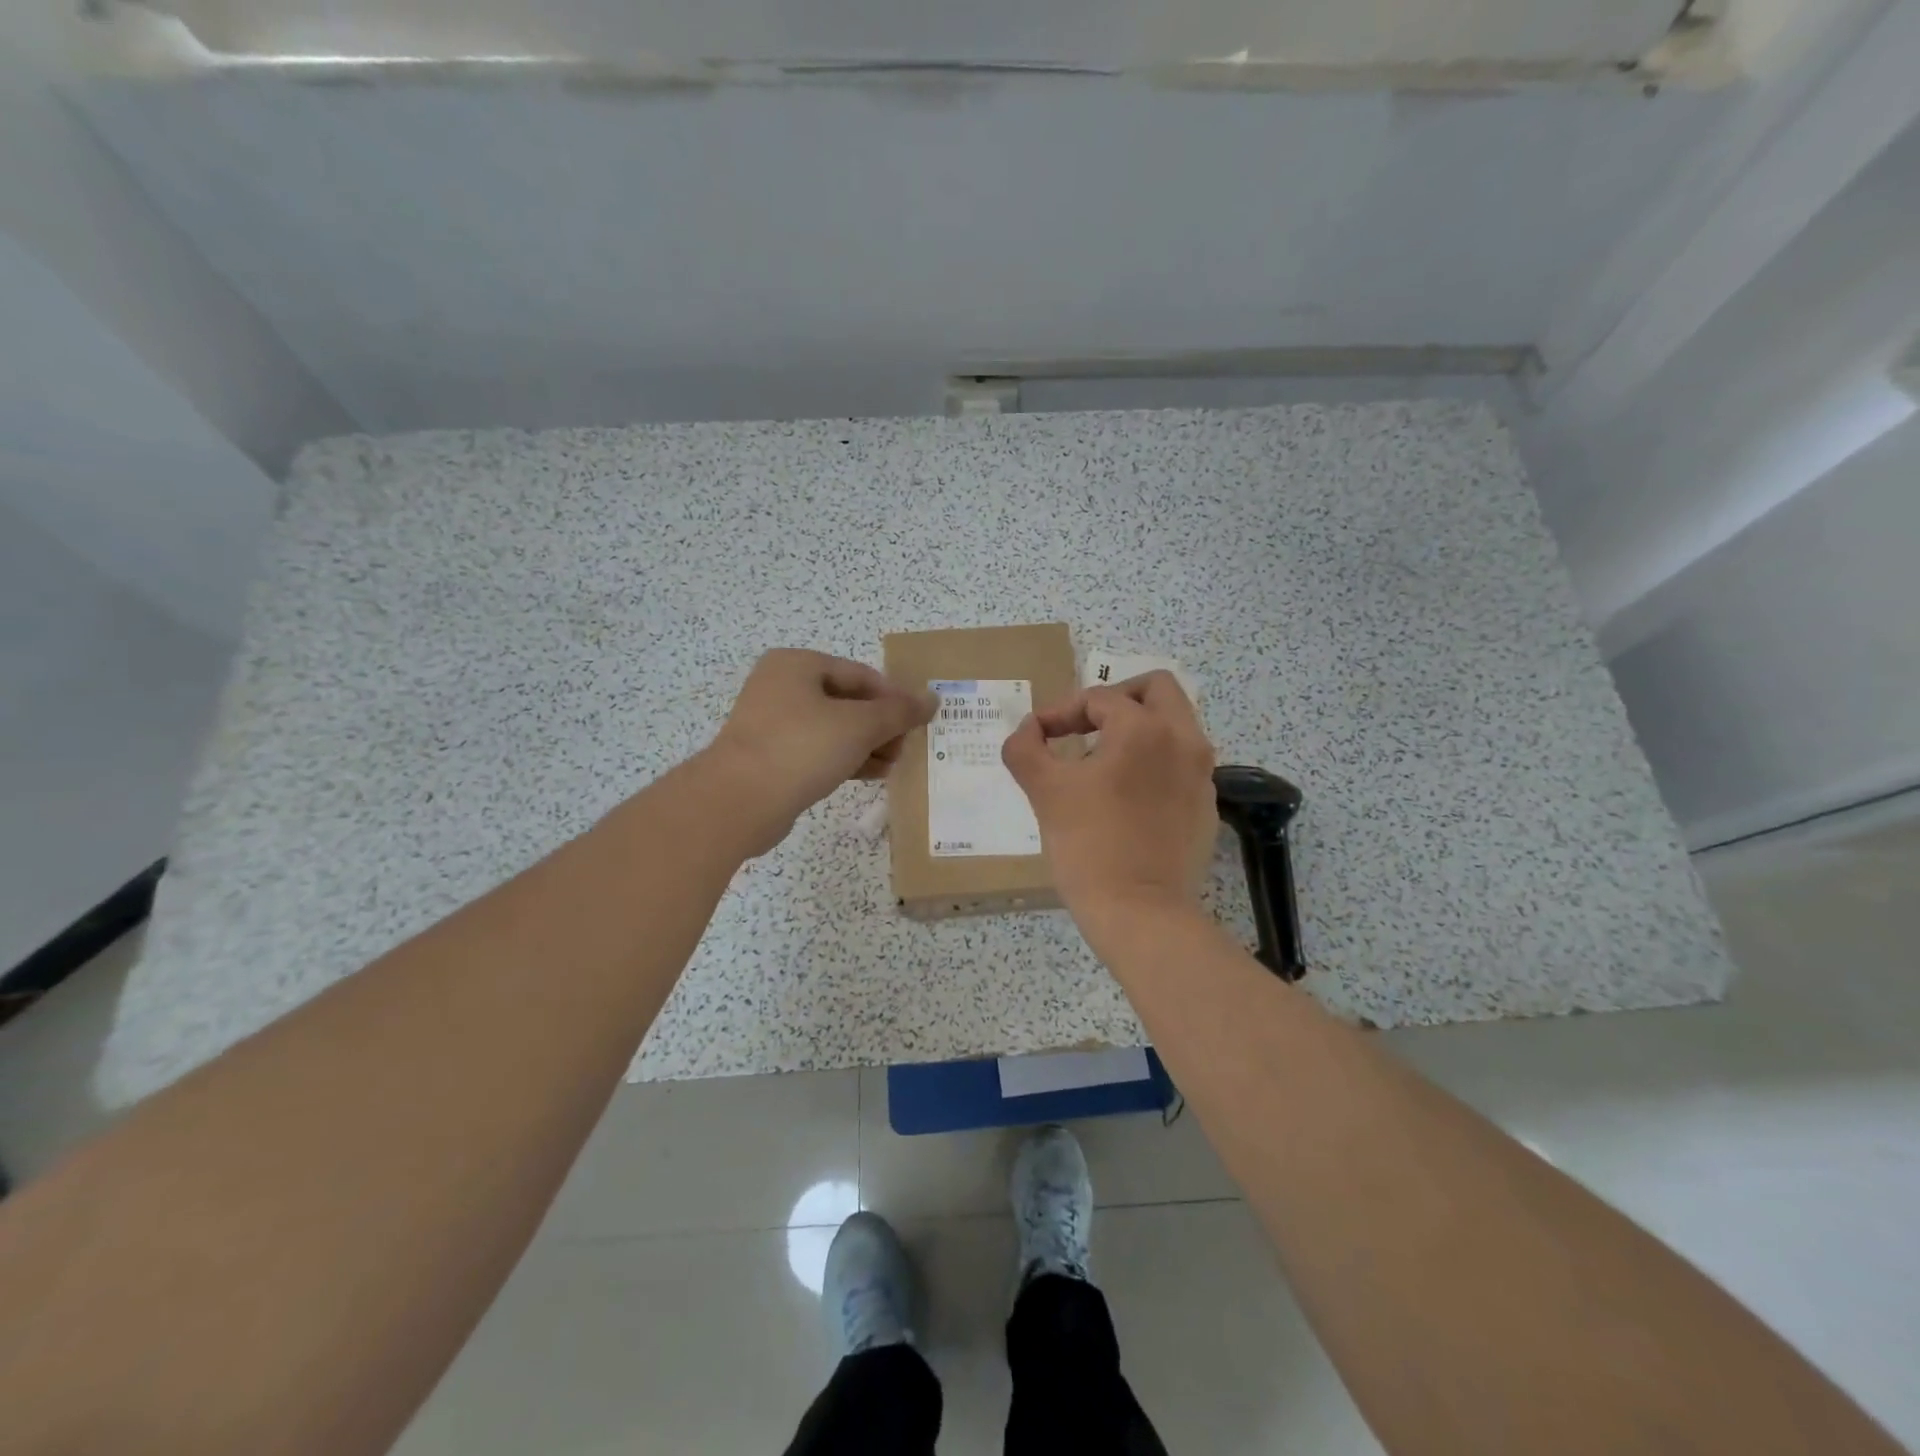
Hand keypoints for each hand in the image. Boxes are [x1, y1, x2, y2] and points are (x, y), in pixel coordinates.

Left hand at [703, 650, 937, 853]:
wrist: (739, 801)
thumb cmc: (801, 748)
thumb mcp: (859, 725)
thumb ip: (898, 711)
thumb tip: (931, 698)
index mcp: (797, 665)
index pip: (860, 674)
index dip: (894, 697)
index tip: (919, 723)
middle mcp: (780, 686)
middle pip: (847, 701)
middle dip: (881, 725)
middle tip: (906, 747)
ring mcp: (771, 723)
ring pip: (833, 728)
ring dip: (867, 745)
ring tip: (893, 765)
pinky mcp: (770, 756)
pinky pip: (816, 751)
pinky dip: (844, 759)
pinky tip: (870, 775)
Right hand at [1001, 671, 1217, 922]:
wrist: (1140, 913)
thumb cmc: (1088, 846)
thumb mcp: (1044, 791)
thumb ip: (1026, 748)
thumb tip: (1029, 730)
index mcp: (1144, 729)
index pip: (1099, 698)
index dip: (1061, 711)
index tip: (1038, 735)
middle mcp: (1183, 740)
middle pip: (1156, 689)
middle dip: (1117, 698)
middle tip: (1086, 723)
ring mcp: (1201, 774)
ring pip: (1175, 724)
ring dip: (1138, 727)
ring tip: (1103, 758)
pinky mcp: (1206, 805)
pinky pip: (1182, 763)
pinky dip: (1155, 761)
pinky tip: (1127, 794)